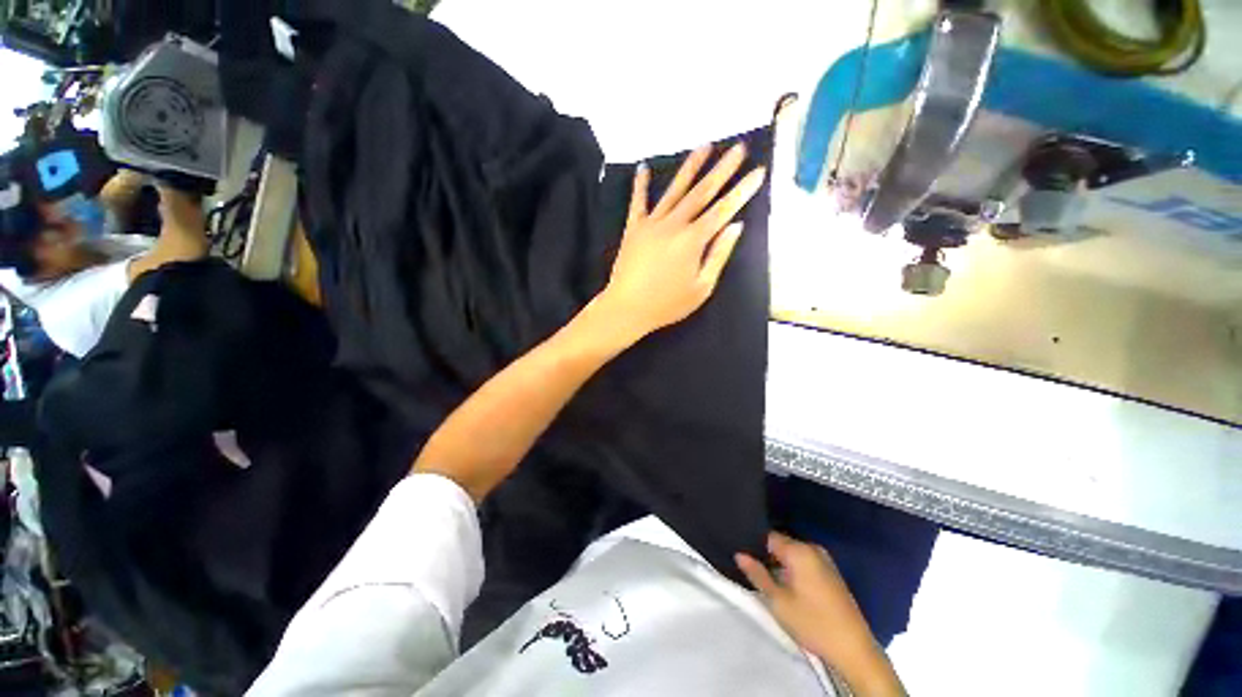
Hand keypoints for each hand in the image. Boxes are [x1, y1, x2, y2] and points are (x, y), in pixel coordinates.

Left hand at [596, 143, 765, 344]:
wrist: (626, 308)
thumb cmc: (666, 304)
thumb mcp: (701, 288)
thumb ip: (719, 256)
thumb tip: (736, 226)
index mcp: (693, 240)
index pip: (723, 210)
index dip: (743, 190)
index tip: (758, 171)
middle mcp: (673, 224)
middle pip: (702, 192)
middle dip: (722, 169)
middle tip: (738, 147)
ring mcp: (651, 223)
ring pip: (674, 190)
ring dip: (690, 167)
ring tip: (705, 145)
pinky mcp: (633, 228)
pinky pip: (638, 201)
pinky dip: (641, 184)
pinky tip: (644, 167)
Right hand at [736, 533, 877, 666]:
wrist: (854, 649)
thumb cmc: (812, 623)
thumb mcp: (778, 601)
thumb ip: (757, 574)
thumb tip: (739, 554)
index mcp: (800, 551)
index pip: (768, 536)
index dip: (755, 545)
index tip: (745, 558)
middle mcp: (813, 549)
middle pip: (782, 544)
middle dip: (768, 556)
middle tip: (755, 573)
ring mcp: (825, 561)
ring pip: (793, 555)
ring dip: (781, 565)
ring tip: (770, 581)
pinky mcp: (832, 574)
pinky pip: (805, 563)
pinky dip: (794, 570)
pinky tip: (789, 587)